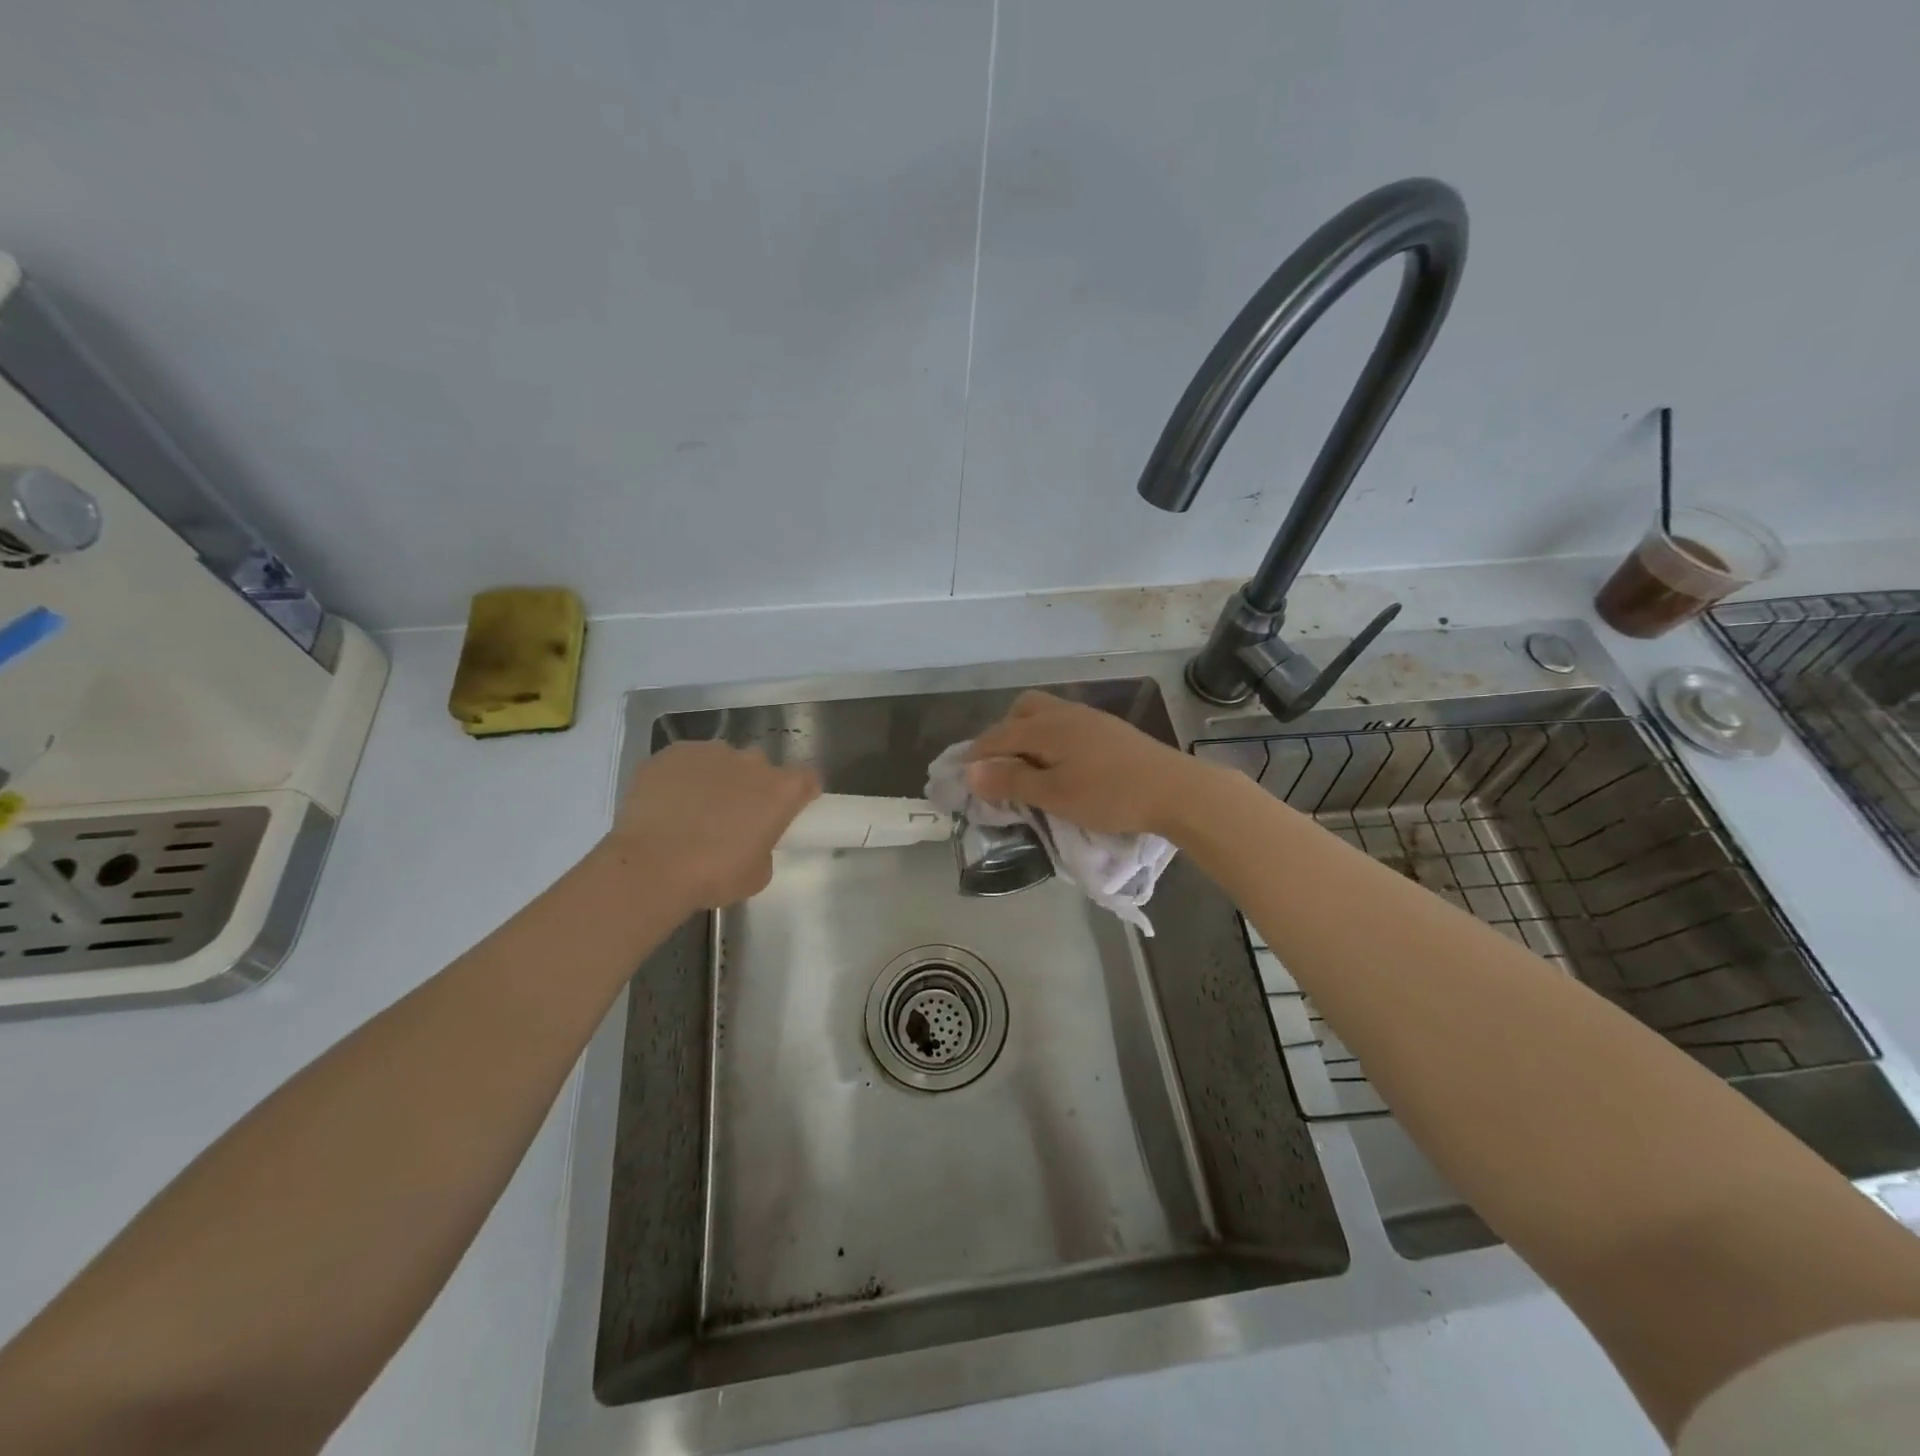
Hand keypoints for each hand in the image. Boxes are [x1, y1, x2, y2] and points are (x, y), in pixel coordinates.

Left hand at [605, 741, 819, 907]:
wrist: (650, 867)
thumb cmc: (713, 876)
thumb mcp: (758, 874)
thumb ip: (765, 847)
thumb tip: (752, 840)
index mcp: (781, 790)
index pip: (807, 778)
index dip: (800, 793)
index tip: (789, 810)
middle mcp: (751, 762)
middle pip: (761, 767)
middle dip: (753, 786)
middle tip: (735, 817)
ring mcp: (710, 752)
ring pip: (722, 761)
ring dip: (717, 779)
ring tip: (694, 811)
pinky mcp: (672, 752)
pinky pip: (685, 762)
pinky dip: (682, 778)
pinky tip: (668, 804)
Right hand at [963, 691, 1205, 836]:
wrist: (1176, 790)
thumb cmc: (1110, 795)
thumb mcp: (1054, 795)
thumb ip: (1011, 781)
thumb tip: (969, 772)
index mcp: (1047, 727)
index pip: (999, 735)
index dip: (976, 753)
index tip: (960, 772)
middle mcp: (1065, 713)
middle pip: (1022, 710)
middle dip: (1003, 733)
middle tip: (998, 766)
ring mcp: (1090, 719)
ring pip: (1046, 714)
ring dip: (1028, 734)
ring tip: (1028, 766)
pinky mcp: (1109, 730)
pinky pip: (1066, 724)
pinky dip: (1050, 739)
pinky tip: (1061, 763)